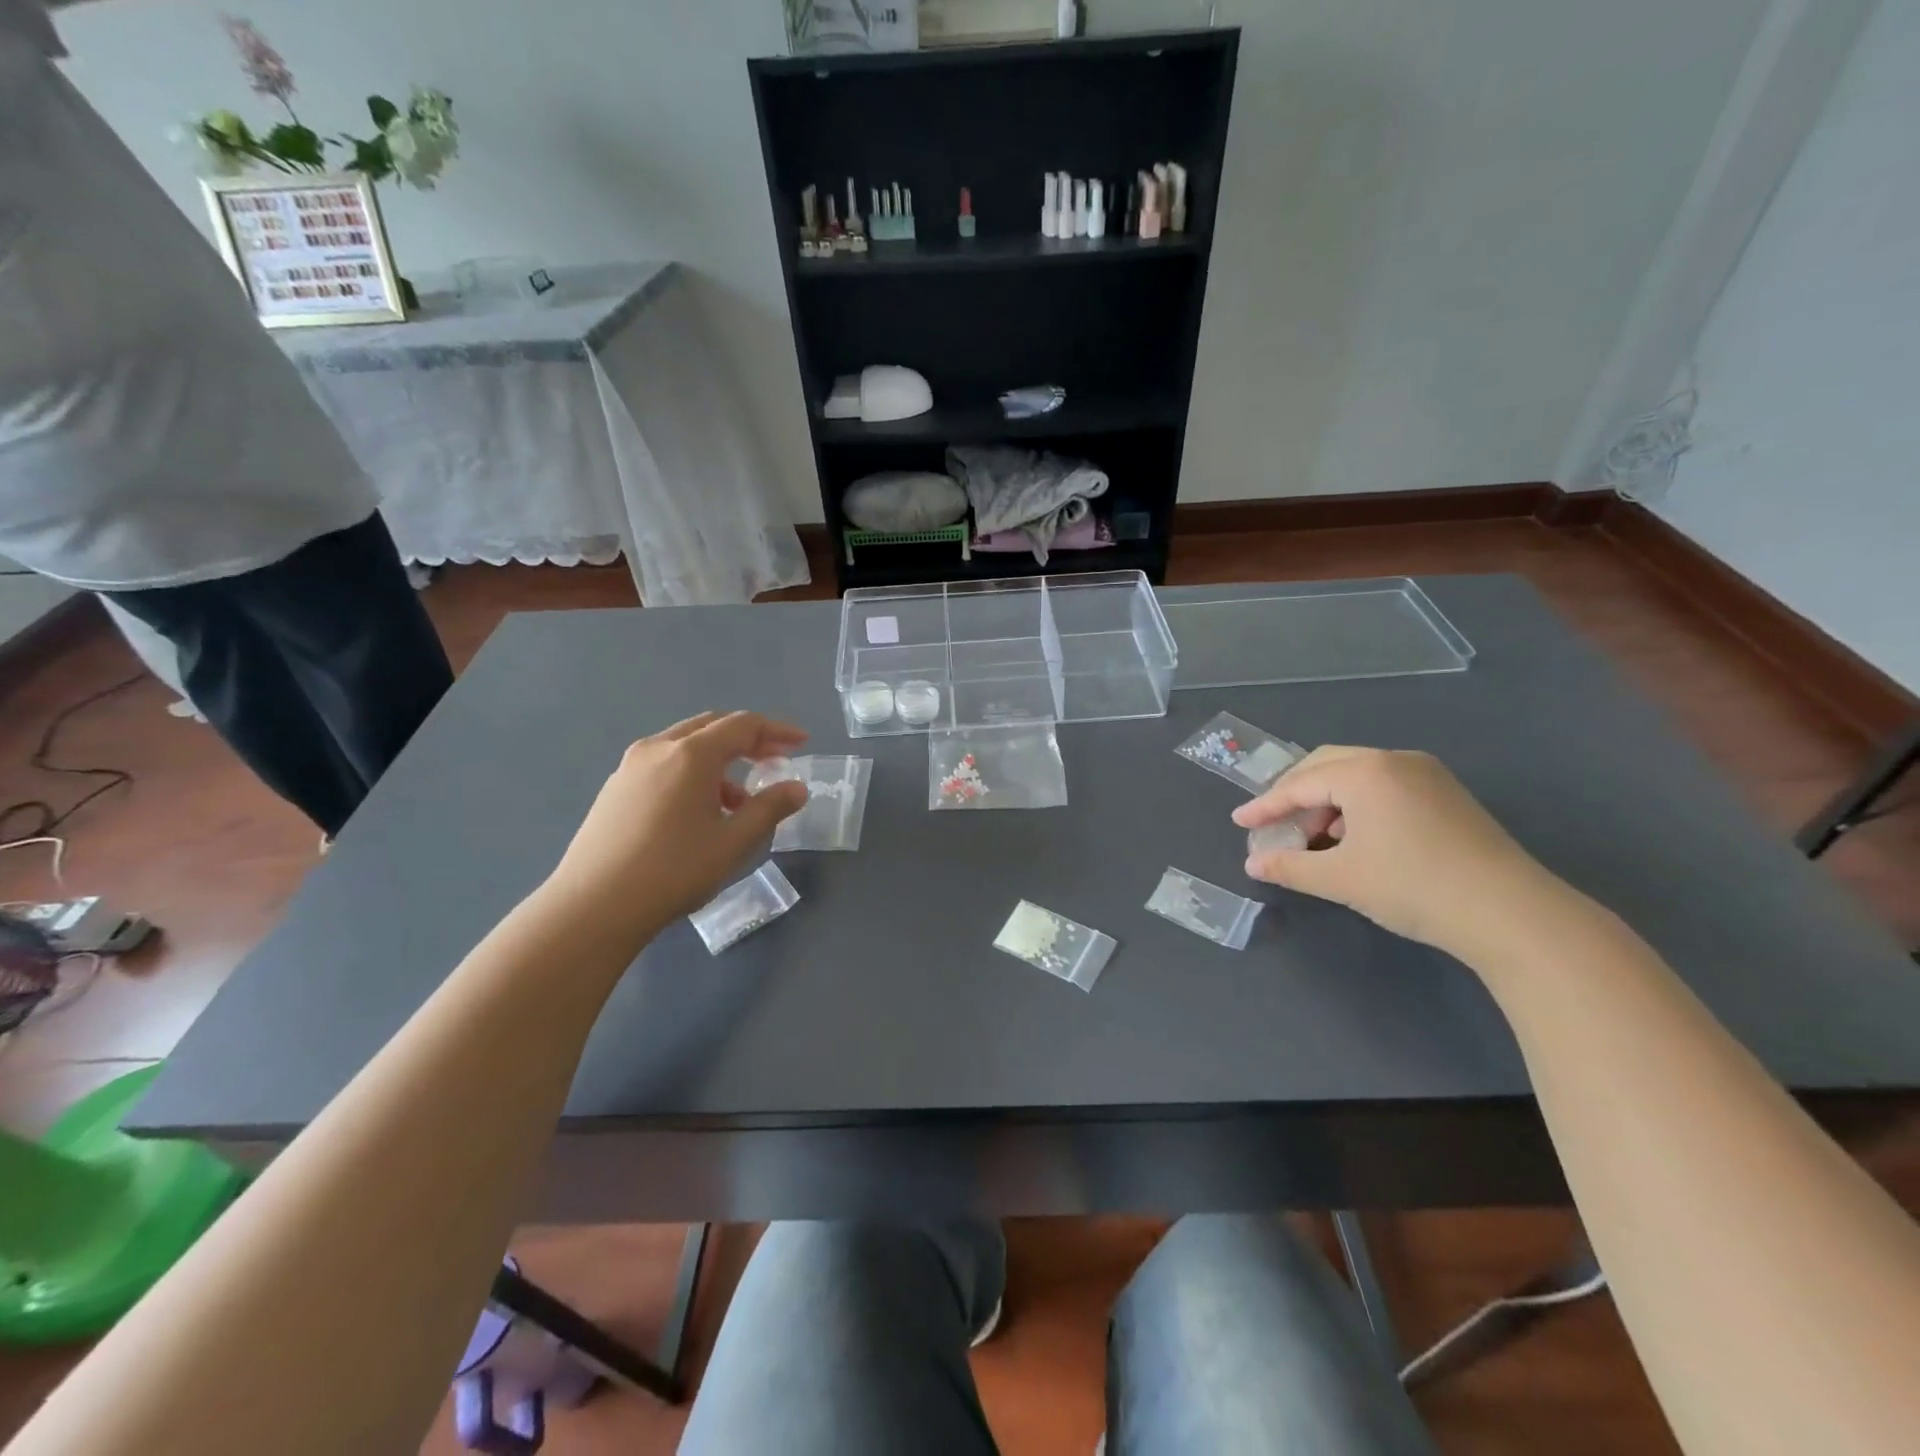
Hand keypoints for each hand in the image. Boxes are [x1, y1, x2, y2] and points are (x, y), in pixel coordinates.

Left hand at [545, 712, 808, 936]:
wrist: (593, 906)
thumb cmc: (673, 871)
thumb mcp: (733, 842)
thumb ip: (769, 808)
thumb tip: (797, 787)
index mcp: (691, 754)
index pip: (743, 725)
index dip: (777, 730)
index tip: (801, 742)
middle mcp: (659, 748)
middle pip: (712, 726)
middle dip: (749, 739)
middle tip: (775, 759)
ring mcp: (630, 767)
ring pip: (686, 746)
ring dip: (720, 760)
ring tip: (739, 800)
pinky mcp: (615, 789)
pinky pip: (664, 765)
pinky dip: (692, 773)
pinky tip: (698, 812)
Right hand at [1234, 746, 1566, 956]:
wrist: (1512, 913)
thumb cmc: (1413, 887)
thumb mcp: (1340, 879)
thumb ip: (1289, 866)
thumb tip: (1254, 863)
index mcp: (1364, 772)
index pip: (1299, 784)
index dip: (1265, 806)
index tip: (1238, 822)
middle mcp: (1394, 760)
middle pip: (1326, 766)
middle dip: (1294, 794)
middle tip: (1273, 823)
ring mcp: (1427, 774)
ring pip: (1358, 775)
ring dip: (1327, 801)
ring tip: (1314, 838)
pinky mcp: (1447, 795)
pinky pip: (1385, 787)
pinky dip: (1358, 806)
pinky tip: (1356, 839)